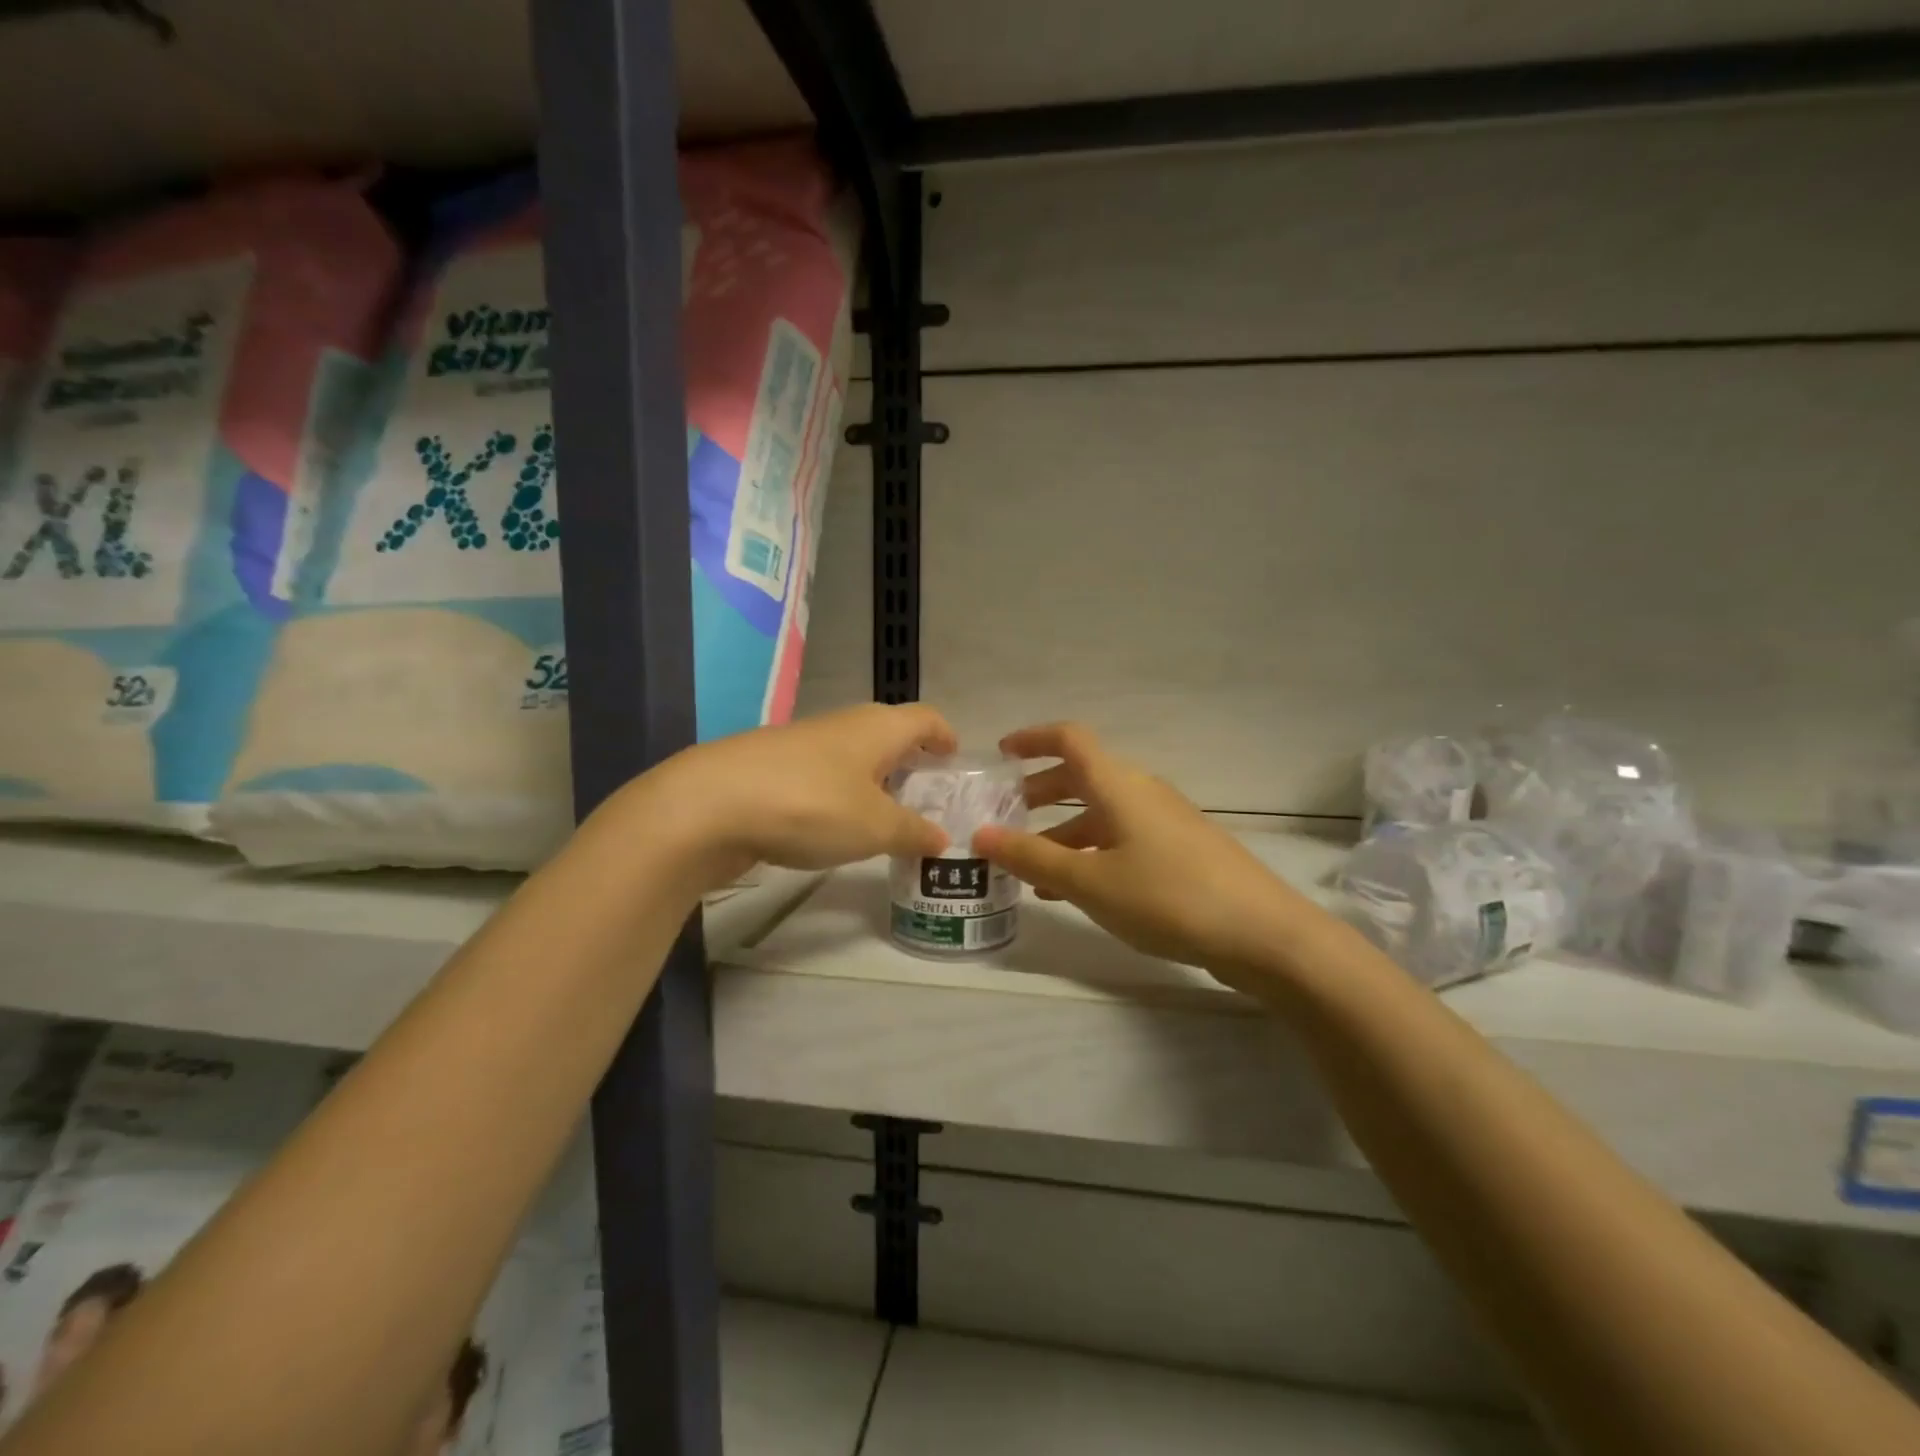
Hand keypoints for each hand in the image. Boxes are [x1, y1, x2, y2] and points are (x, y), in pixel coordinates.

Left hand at [625, 703, 957, 887]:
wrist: (709, 805)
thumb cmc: (811, 805)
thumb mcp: (874, 828)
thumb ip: (912, 833)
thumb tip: (942, 838)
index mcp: (877, 728)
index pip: (924, 717)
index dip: (944, 735)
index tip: (953, 759)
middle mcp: (842, 725)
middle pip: (887, 733)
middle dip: (909, 760)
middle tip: (924, 796)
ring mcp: (802, 743)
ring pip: (851, 755)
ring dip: (872, 779)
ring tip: (883, 817)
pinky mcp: (770, 767)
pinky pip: (821, 774)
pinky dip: (838, 793)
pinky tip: (832, 825)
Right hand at [973, 724, 1324, 982]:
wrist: (1263, 934)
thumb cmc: (1167, 896)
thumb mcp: (1089, 881)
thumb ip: (1032, 858)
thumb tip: (980, 834)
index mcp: (1119, 785)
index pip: (1070, 739)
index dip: (1032, 739)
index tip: (1000, 754)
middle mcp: (1142, 793)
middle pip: (1083, 776)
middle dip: (1040, 792)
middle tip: (1005, 816)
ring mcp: (1165, 823)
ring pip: (1101, 813)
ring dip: (1062, 830)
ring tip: (1030, 866)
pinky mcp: (1180, 853)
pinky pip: (1121, 839)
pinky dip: (1090, 852)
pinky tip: (1075, 890)